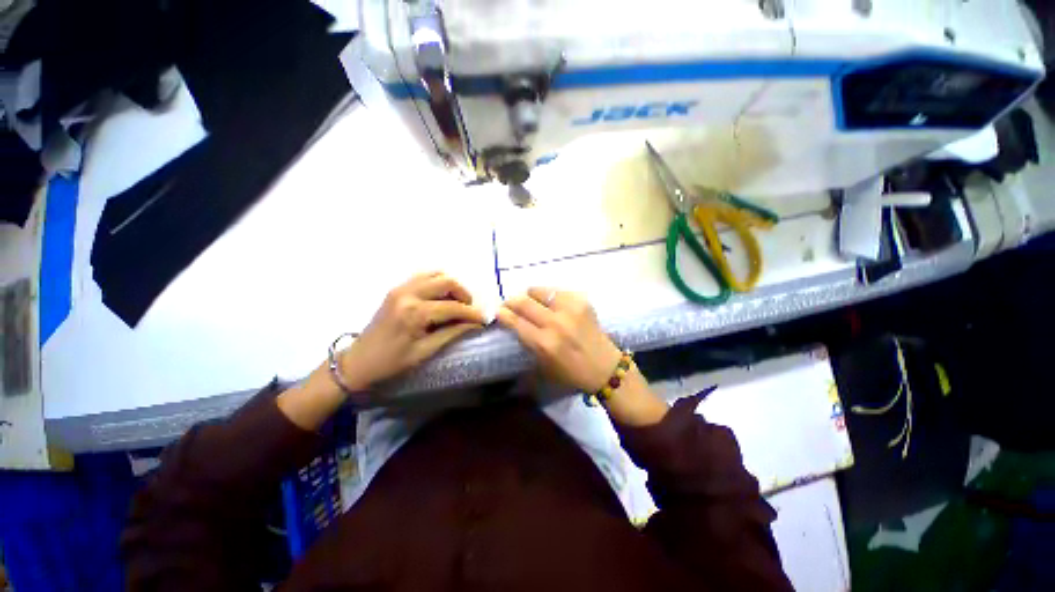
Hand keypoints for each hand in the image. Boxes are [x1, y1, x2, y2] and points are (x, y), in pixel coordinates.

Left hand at [339, 272, 485, 389]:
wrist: (358, 361)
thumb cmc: (391, 362)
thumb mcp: (425, 351)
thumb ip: (452, 333)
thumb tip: (476, 324)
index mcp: (414, 313)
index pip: (453, 307)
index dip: (472, 313)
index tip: (484, 319)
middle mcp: (408, 293)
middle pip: (447, 282)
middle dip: (464, 294)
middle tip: (469, 310)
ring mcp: (400, 287)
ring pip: (436, 274)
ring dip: (451, 286)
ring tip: (456, 303)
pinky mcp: (397, 288)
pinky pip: (423, 276)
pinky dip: (438, 283)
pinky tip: (441, 298)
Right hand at [496, 288, 622, 392]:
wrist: (604, 367)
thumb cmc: (571, 372)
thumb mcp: (543, 365)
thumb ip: (528, 343)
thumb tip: (514, 322)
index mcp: (544, 343)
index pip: (516, 322)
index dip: (503, 314)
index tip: (498, 311)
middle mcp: (555, 323)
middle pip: (524, 303)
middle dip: (511, 301)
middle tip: (510, 303)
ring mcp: (570, 309)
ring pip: (540, 291)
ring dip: (530, 295)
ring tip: (530, 300)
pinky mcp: (582, 301)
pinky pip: (557, 291)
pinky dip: (549, 296)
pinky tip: (551, 303)